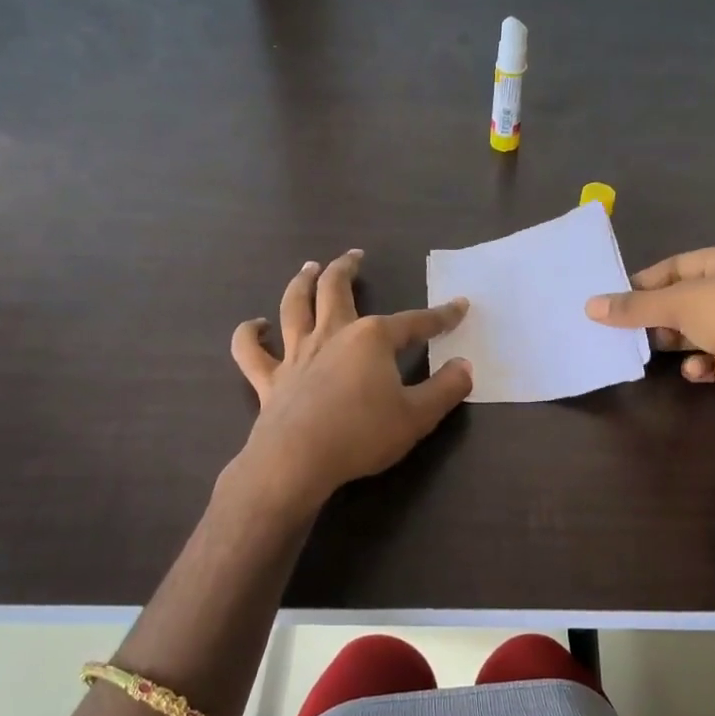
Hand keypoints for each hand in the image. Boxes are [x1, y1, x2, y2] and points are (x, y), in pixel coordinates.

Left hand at [229, 250, 472, 514]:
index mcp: (371, 339)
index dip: (440, 316)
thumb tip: (464, 366)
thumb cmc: (362, 435)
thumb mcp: (418, 416)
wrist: (297, 460)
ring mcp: (296, 354)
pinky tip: (256, 325)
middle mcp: (332, 334)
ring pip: (294, 306)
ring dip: (301, 282)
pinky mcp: (269, 379)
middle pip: (336, 289)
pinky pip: (250, 350)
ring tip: (308, 268)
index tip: (459, 306)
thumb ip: (446, 389)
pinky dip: (250, 334)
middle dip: (347, 268)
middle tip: (355, 255)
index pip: (414, 322)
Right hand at [585, 241, 714, 387]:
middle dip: (660, 317)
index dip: (645, 282)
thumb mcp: (678, 303)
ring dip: (679, 343)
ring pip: (703, 330)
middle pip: (690, 300)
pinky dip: (704, 364)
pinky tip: (695, 370)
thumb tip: (589, 306)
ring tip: (655, 352)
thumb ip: (634, 307)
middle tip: (631, 331)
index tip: (616, 301)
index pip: (678, 265)